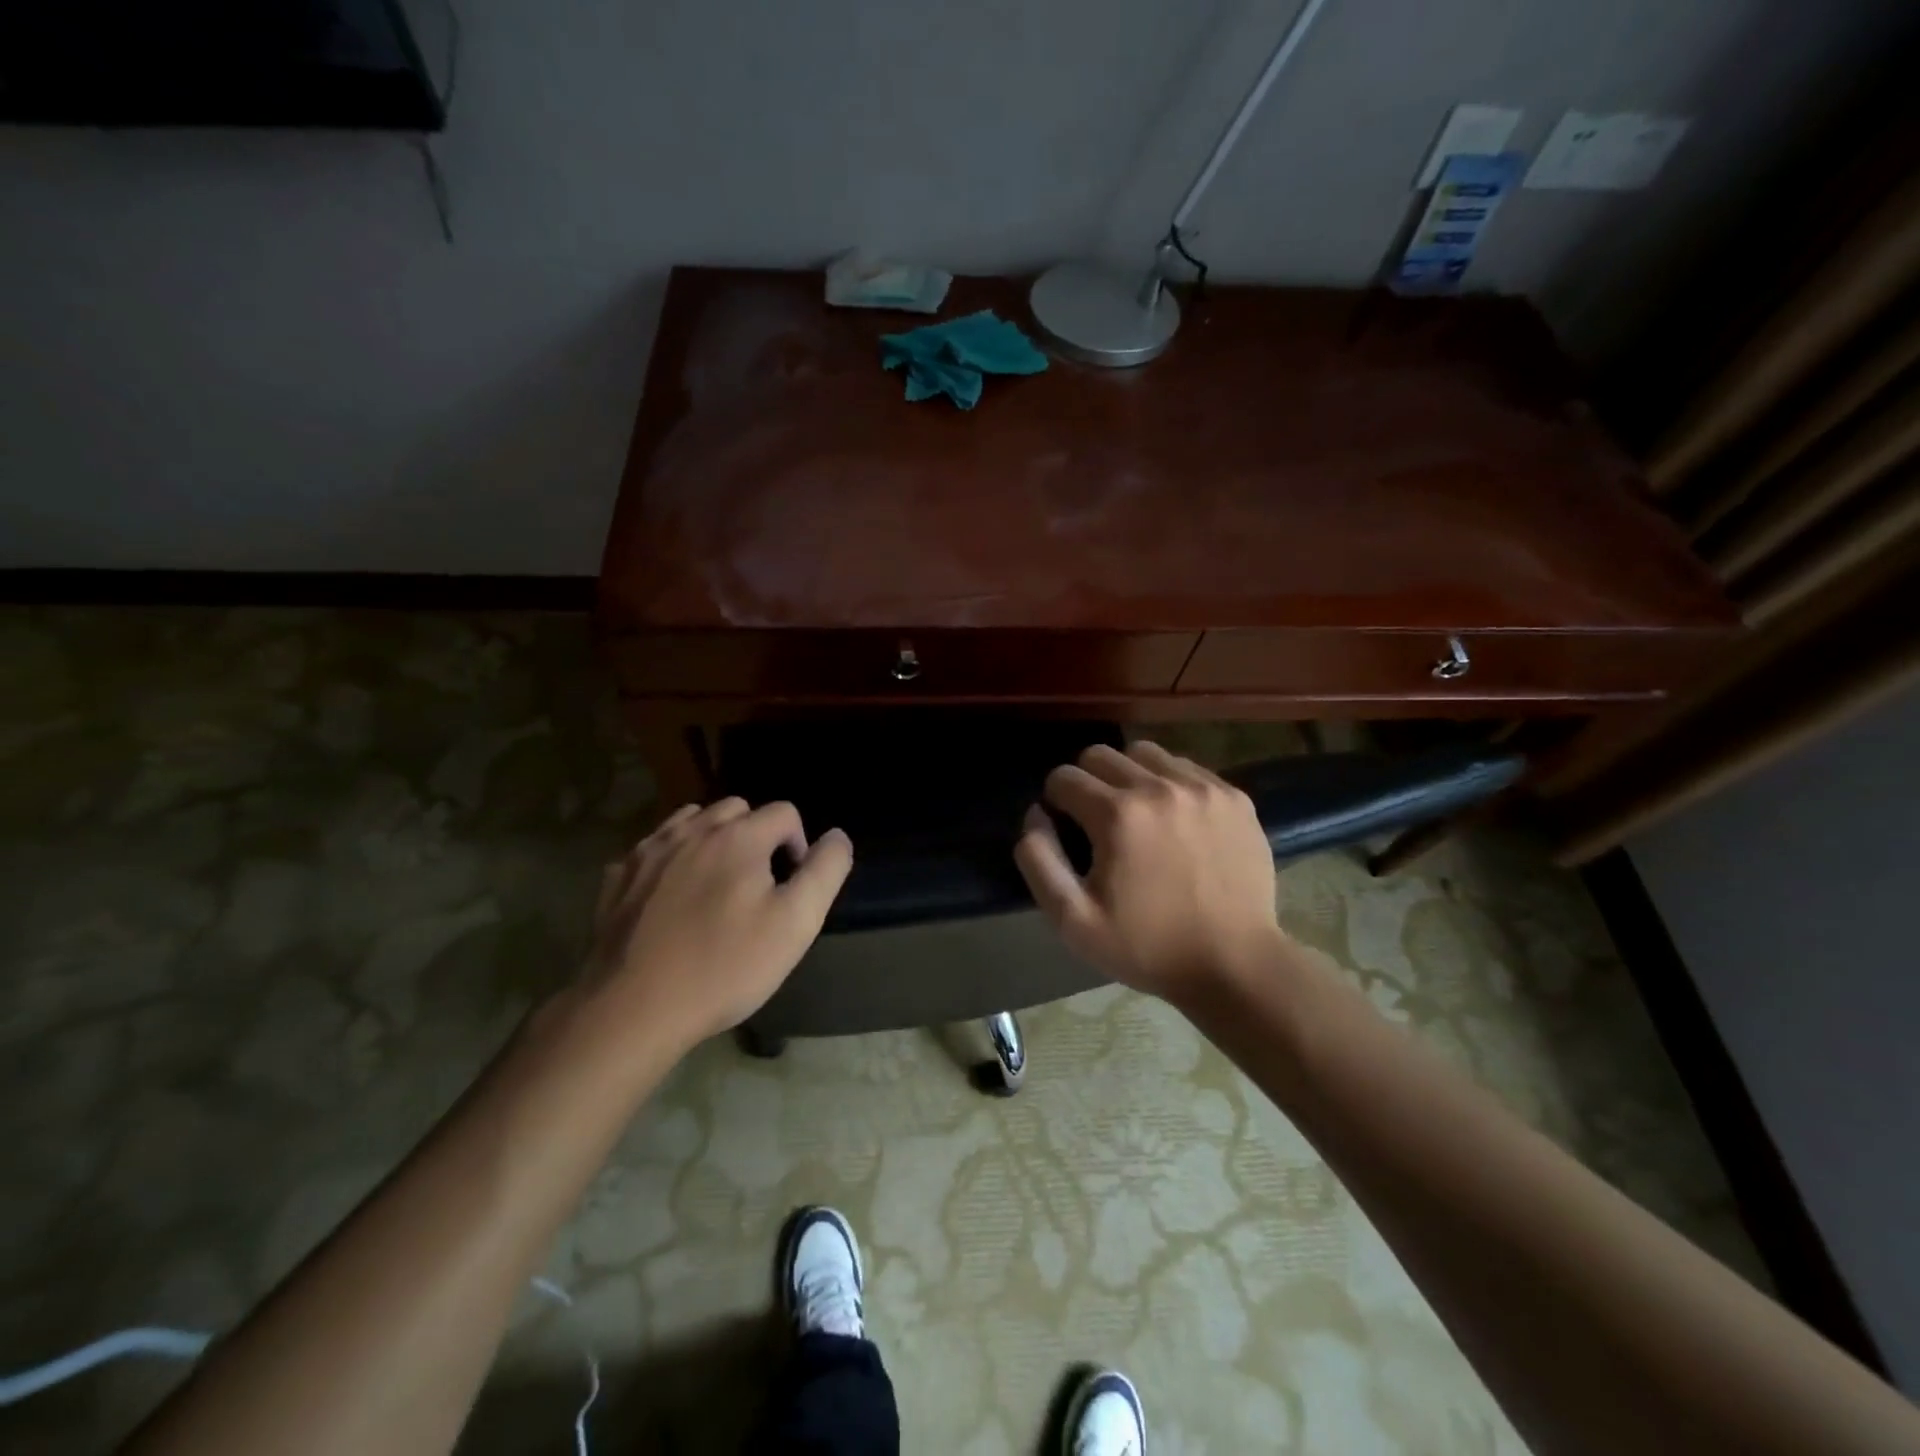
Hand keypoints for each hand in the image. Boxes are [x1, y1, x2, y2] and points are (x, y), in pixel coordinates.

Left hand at [586, 799, 852, 1048]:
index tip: (790, 889)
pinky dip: (670, 860)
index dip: (798, 845)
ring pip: (691, 821)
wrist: (633, 1008)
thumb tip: (837, 836)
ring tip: (715, 884)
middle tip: (757, 885)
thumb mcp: (797, 923)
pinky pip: (653, 849)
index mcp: (738, 836)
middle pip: (737, 809)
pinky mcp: (617, 878)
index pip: (784, 813)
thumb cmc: (725, 965)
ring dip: (711, 839)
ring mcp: (649, 851)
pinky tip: (671, 897)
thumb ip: (825, 871)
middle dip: (756, 835)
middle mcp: (692, 830)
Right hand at [1014, 741, 1284, 1001]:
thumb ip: (1038, 859)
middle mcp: (1159, 787)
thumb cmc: (1147, 946)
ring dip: (1129, 776)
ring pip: (1145, 754)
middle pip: (1100, 755)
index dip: (1056, 802)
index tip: (1068, 830)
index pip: (1063, 777)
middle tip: (1098, 821)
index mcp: (1117, 814)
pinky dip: (1170, 784)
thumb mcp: (1072, 920)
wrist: (1235, 964)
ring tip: (1137, 815)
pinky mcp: (1234, 797)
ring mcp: (1202, 788)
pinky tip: (1175, 820)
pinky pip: (1186, 768)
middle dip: (1087, 782)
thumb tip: (1036, 813)